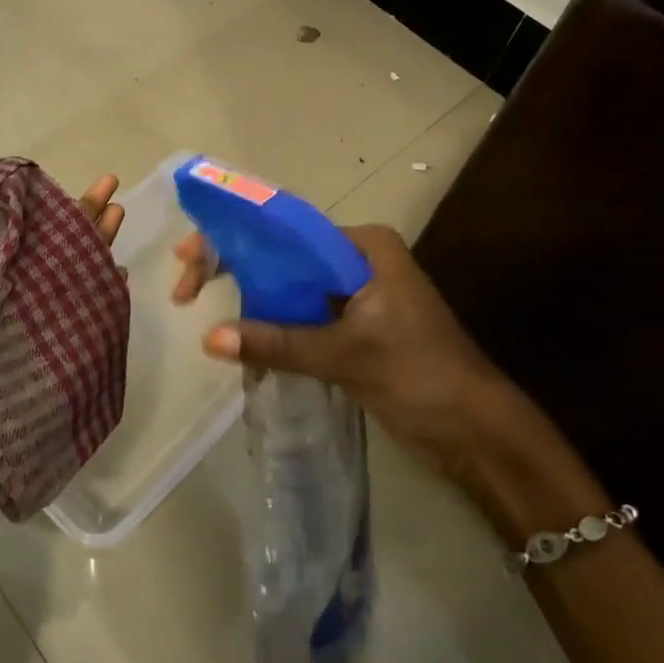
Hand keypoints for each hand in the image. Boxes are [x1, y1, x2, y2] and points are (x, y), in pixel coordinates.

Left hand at [0, 174, 127, 537]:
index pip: (16, 245)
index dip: (38, 217)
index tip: (53, 188)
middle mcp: (15, 308)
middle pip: (53, 255)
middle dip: (79, 220)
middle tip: (109, 186)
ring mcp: (42, 333)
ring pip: (74, 279)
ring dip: (97, 245)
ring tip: (119, 211)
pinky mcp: (62, 360)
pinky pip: (88, 322)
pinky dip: (105, 296)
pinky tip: (119, 272)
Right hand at [173, 222, 604, 537]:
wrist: (477, 432)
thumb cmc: (420, 376)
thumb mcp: (346, 355)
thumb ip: (278, 343)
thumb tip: (209, 339)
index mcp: (362, 246)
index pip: (284, 230)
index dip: (233, 239)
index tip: (190, 257)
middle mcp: (357, 259)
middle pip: (281, 256)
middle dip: (235, 270)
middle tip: (185, 289)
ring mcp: (356, 294)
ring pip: (288, 288)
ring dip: (251, 305)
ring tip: (208, 322)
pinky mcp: (354, 326)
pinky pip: (301, 316)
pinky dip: (272, 329)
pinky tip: (245, 347)